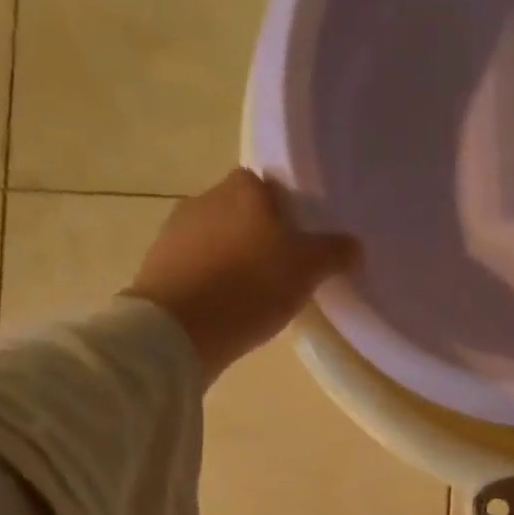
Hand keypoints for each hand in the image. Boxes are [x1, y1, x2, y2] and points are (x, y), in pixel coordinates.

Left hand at [130, 168, 359, 381]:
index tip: (298, 242)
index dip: (285, 212)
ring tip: (253, 292)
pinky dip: (210, 278)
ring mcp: (176, 229)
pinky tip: (225, 305)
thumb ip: (333, 252)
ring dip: (232, 257)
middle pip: (241, 211)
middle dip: (258, 234)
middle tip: (281, 270)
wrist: (180, 327)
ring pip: (216, 237)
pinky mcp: (159, 263)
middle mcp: (206, 196)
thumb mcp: (307, 270)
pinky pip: (195, 264)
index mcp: (244, 188)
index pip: (268, 187)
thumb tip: (355, 245)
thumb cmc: (251, 286)